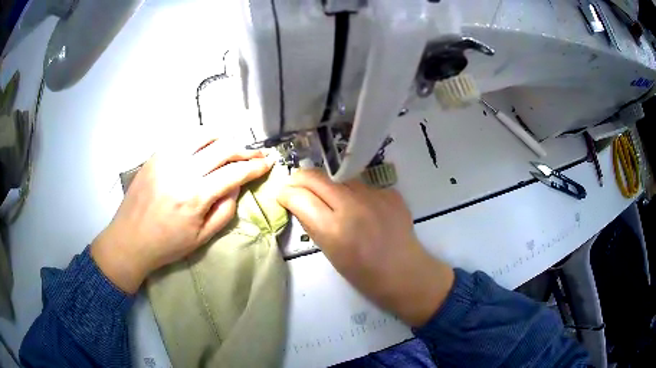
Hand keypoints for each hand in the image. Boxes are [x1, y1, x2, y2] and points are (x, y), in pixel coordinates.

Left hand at [91, 134, 273, 293]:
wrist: (129, 239)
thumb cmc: (166, 245)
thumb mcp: (202, 238)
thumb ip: (225, 211)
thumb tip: (236, 186)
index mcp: (195, 196)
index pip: (235, 172)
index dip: (255, 166)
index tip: (268, 162)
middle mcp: (182, 169)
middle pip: (223, 147)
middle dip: (245, 149)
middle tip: (255, 154)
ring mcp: (167, 157)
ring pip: (203, 134)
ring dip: (223, 137)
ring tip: (232, 146)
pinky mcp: (156, 154)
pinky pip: (183, 136)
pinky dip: (201, 137)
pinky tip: (206, 145)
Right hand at [277, 170, 453, 326]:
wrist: (404, 272)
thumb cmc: (364, 274)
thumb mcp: (330, 253)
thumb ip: (313, 224)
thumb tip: (299, 203)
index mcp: (333, 229)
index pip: (299, 196)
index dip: (285, 193)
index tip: (283, 196)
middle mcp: (352, 206)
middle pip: (315, 177)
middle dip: (299, 179)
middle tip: (296, 187)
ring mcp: (374, 195)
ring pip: (338, 177)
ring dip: (327, 185)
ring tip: (330, 198)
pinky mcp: (390, 192)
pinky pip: (362, 185)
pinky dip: (354, 193)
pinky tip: (360, 207)